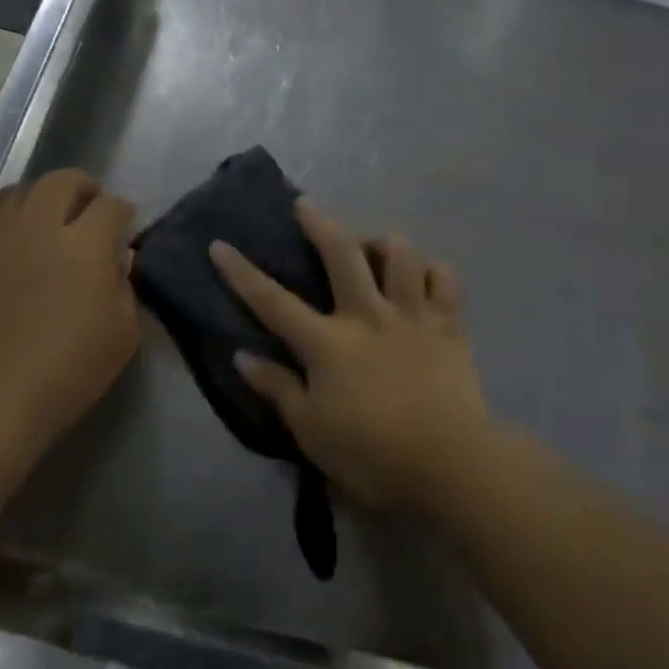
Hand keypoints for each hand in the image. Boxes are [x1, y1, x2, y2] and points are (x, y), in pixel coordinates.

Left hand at [0, 169, 139, 445]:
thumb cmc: (65, 371)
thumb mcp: (122, 334)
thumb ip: (124, 287)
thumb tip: (116, 263)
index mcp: (84, 243)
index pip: (112, 206)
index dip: (124, 213)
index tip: (127, 229)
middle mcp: (38, 226)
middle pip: (62, 181)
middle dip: (84, 189)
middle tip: (91, 212)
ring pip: (20, 192)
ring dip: (42, 198)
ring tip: (50, 222)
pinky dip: (12, 223)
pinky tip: (17, 250)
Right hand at [210, 201, 491, 513]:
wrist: (449, 463)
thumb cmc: (372, 453)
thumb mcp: (311, 430)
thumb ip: (277, 388)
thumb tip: (242, 356)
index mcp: (328, 343)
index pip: (273, 302)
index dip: (242, 273)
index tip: (219, 245)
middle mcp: (368, 315)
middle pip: (341, 255)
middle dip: (319, 224)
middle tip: (306, 205)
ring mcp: (412, 315)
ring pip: (400, 255)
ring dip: (383, 242)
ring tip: (374, 246)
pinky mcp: (449, 325)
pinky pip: (444, 279)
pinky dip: (432, 270)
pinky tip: (422, 275)